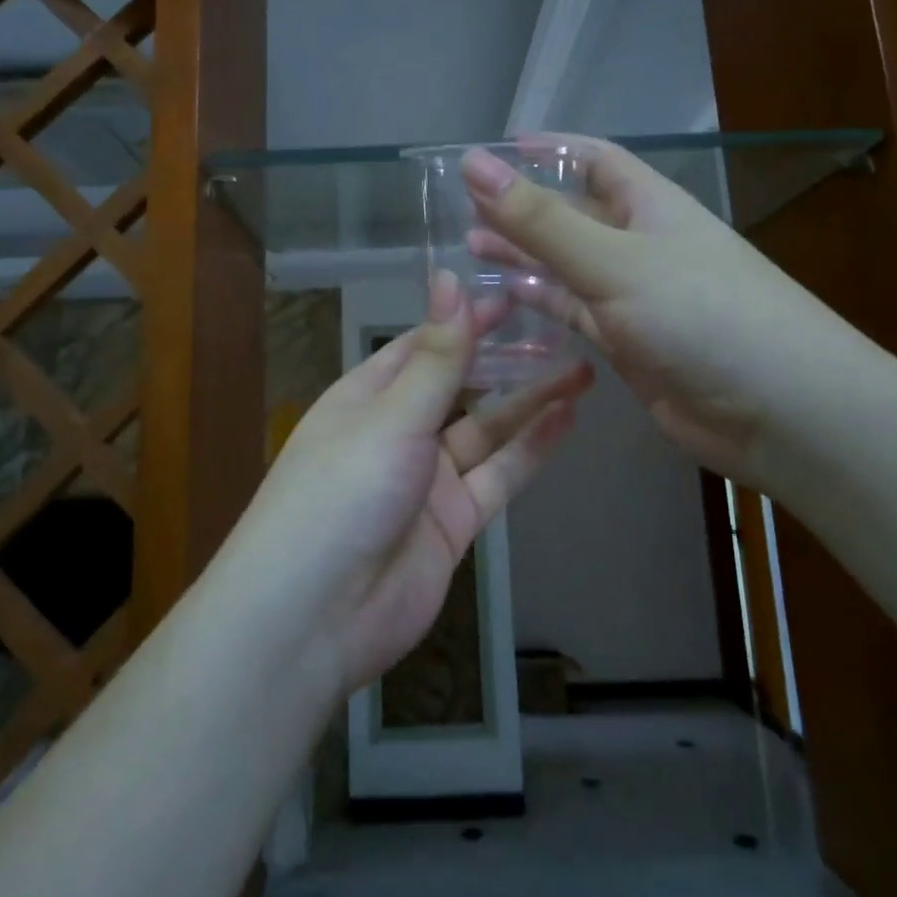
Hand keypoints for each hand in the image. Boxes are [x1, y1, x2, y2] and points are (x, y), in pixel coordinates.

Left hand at [230, 270, 591, 695]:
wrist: (316, 617)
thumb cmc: (342, 493)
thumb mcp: (391, 417)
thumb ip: (434, 356)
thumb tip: (447, 278)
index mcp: (366, 398)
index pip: (422, 346)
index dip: (464, 321)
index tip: (512, 296)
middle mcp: (396, 432)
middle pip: (458, 386)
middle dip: (503, 360)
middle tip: (559, 329)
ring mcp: (426, 481)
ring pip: (486, 431)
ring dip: (528, 403)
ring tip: (581, 370)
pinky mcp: (452, 524)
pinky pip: (497, 477)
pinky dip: (530, 450)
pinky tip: (566, 420)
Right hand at [463, 137, 868, 494]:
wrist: (778, 412)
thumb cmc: (700, 314)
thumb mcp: (614, 260)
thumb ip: (541, 220)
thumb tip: (474, 164)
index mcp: (649, 205)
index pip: (593, 158)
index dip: (546, 150)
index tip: (493, 150)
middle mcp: (641, 244)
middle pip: (572, 213)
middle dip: (521, 207)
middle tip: (460, 208)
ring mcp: (634, 296)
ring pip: (567, 265)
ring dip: (524, 256)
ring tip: (469, 250)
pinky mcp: (628, 343)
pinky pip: (574, 312)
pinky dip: (541, 302)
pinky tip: (505, 298)